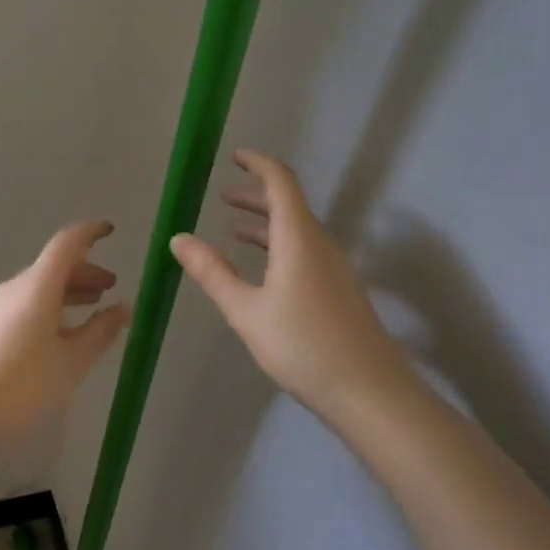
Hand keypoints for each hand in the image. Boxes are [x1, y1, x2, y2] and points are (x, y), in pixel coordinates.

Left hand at [0, 221, 129, 450]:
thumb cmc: (21, 385)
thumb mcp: (71, 362)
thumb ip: (100, 332)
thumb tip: (123, 307)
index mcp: (38, 286)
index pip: (67, 244)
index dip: (90, 233)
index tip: (111, 231)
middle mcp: (16, 288)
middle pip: (54, 266)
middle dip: (85, 272)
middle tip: (111, 287)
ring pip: (40, 288)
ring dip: (68, 292)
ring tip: (91, 307)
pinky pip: (27, 305)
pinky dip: (51, 308)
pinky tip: (60, 335)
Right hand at [171, 150, 416, 424]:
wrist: (370, 392)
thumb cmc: (303, 345)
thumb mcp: (246, 310)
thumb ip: (212, 272)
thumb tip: (179, 238)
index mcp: (298, 238)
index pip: (281, 182)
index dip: (258, 164)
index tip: (235, 157)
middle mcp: (320, 244)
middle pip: (289, 204)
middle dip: (255, 195)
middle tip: (223, 196)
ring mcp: (334, 268)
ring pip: (297, 230)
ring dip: (265, 223)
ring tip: (233, 230)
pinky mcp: (339, 290)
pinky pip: (305, 250)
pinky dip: (278, 245)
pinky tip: (263, 269)